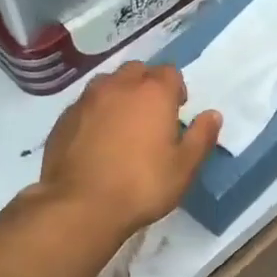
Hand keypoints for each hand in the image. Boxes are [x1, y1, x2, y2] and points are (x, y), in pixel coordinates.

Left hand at [39, 61, 221, 237]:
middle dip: (146, 86)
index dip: (176, 89)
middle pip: (137, 71)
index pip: (170, 72)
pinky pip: (85, 105)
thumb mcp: (184, 168)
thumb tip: (212, 115)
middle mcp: (118, 86)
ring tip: (122, 125)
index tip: (177, 112)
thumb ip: (201, 137)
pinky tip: (96, 140)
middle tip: (151, 116)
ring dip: (119, 95)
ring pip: (107, 84)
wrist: (81, 205)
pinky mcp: (63, 119)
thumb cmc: (142, 185)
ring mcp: (86, 100)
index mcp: (153, 93)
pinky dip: (95, 114)